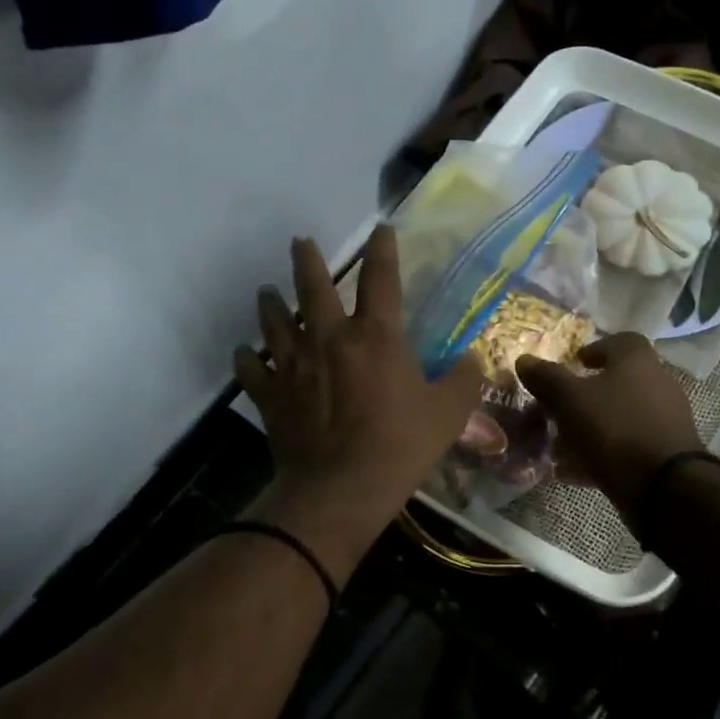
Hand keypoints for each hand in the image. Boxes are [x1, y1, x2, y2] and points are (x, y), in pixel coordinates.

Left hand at [234, 227, 482, 581]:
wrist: (341, 489)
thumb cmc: (400, 445)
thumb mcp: (449, 412)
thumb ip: (464, 379)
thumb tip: (473, 358)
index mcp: (375, 336)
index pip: (381, 278)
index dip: (383, 249)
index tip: (381, 229)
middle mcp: (328, 338)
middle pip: (312, 286)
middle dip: (306, 259)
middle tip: (300, 242)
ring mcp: (293, 365)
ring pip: (273, 321)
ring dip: (269, 303)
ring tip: (267, 291)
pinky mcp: (270, 394)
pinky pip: (251, 369)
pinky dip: (247, 358)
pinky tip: (246, 353)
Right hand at [516, 333, 702, 511]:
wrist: (664, 486)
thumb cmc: (615, 429)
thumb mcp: (569, 400)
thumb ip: (547, 378)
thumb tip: (524, 359)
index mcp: (637, 360)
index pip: (620, 341)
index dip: (595, 349)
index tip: (574, 364)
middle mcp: (657, 383)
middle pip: (618, 381)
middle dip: (587, 394)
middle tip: (559, 408)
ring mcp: (665, 419)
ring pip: (620, 415)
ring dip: (592, 426)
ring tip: (561, 445)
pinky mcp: (665, 452)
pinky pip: (627, 445)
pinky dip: (603, 452)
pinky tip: (576, 472)